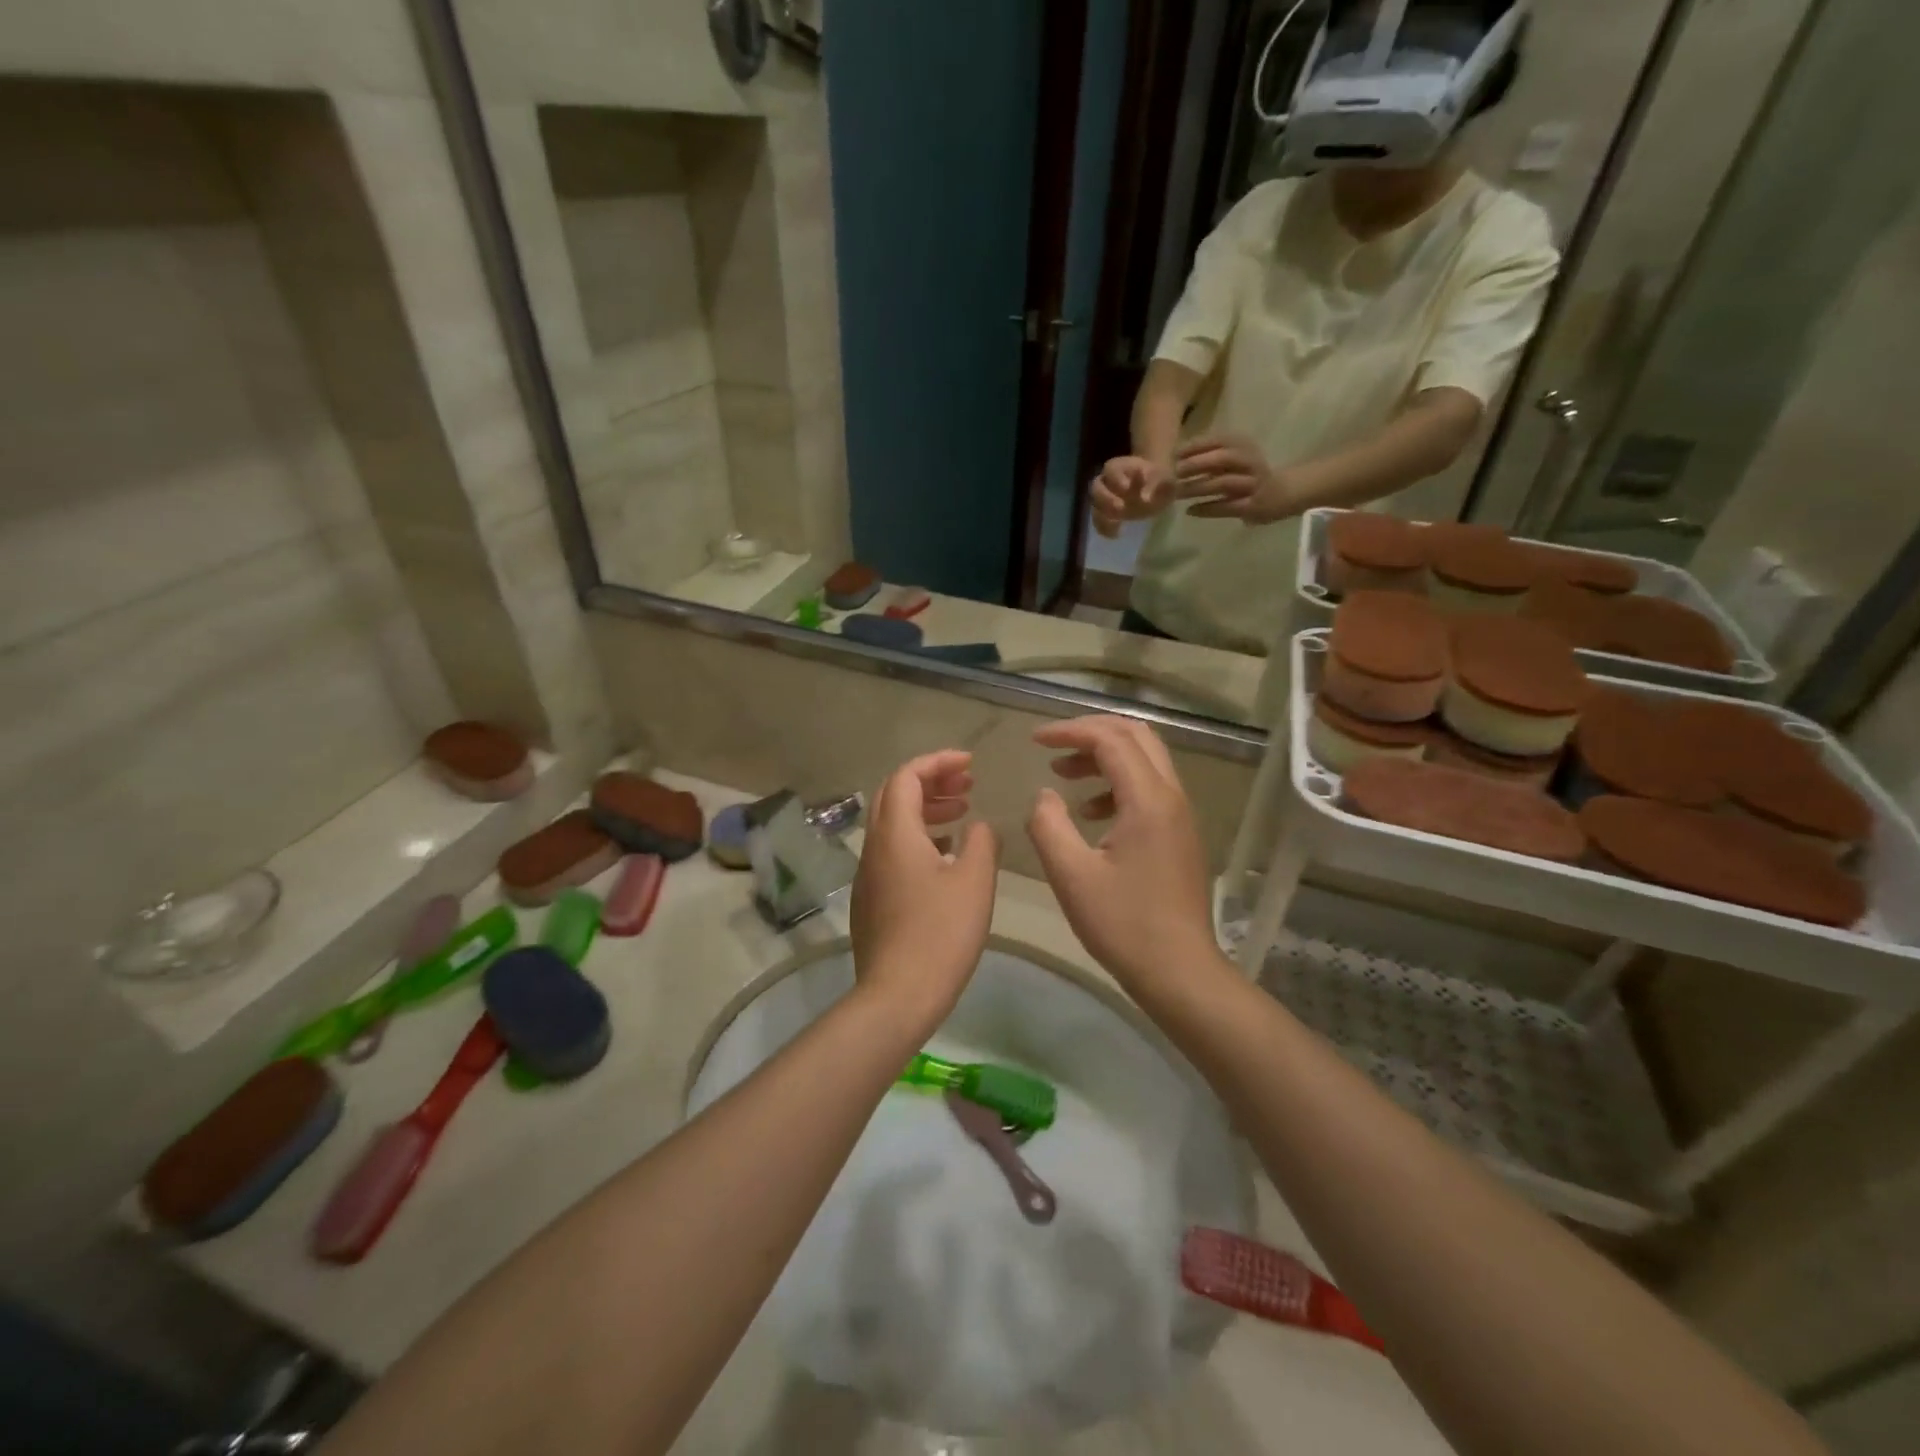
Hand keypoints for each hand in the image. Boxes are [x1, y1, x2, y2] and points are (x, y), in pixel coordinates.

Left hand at [850, 750, 999, 1032]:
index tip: (970, 763)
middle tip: (967, 784)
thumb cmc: (940, 933)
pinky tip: (946, 855)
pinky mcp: (871, 899)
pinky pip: (893, 851)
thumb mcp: (974, 881)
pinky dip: (919, 837)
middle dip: (931, 781)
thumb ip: (981, 842)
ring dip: (926, 809)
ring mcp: (868, 875)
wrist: (897, 995)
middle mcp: (874, 847)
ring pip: (893, 824)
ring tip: (963, 812)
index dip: (938, 762)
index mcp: (895, 834)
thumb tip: (979, 825)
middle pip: (894, 795)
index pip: (906, 776)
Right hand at [1025, 717, 1221, 995]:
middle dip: (1091, 732)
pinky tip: (1090, 813)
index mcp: (1148, 800)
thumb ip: (1049, 825)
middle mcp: (1171, 797)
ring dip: (1104, 757)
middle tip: (1053, 746)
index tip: (1035, 740)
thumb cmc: (1123, 924)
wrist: (1179, 971)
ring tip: (1064, 775)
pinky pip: (1150, 788)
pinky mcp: (1180, 834)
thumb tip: (1045, 795)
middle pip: (1136, 736)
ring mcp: (1180, 815)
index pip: (1111, 739)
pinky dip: (1117, 784)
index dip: (1070, 732)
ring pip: (1145, 760)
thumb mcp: (1071, 875)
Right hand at [1090, 456, 1175, 537]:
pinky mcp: (1107, 513)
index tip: (1126, 487)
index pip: (1112, 469)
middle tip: (1120, 508)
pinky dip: (1104, 528)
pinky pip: (1099, 520)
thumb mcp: (1165, 477)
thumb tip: (1146, 499)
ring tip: (1116, 523)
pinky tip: (1115, 534)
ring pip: (1095, 505)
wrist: (1158, 488)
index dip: (1117, 478)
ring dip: (1102, 515)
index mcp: (1121, 466)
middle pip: (1097, 487)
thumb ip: (1157, 482)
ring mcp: (1106, 498)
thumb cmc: (1161, 479)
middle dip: (1106, 498)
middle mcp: (1108, 481)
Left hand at [1175, 434, 1302, 523]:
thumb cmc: (1249, 473)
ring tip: (1177, 493)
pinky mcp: (1253, 505)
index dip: (1195, 446)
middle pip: (1222, 458)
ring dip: (1197, 487)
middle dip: (1196, 464)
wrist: (1283, 493)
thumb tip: (1175, 458)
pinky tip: (1190, 510)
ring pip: (1223, 483)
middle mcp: (1250, 461)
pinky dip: (1207, 508)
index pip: (1218, 440)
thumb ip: (1210, 456)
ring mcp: (1253, 484)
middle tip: (1173, 473)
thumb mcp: (1234, 458)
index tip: (1172, 454)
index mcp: (1244, 445)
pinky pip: (1227, 506)